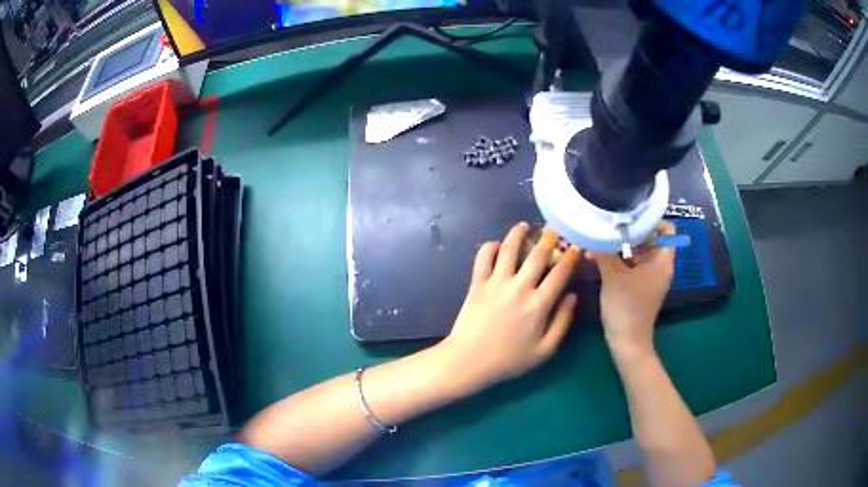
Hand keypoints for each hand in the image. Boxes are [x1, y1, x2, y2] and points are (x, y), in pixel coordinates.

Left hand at [438, 222, 580, 390]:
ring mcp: (496, 283)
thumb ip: (563, 322)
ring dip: (517, 234)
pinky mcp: (477, 284)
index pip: (560, 273)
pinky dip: (488, 247)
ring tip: (524, 226)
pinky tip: (495, 244)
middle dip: (548, 239)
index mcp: (539, 304)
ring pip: (508, 249)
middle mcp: (519, 287)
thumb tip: (572, 296)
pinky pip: (482, 258)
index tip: (576, 247)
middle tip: (554, 230)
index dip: (570, 258)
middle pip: (537, 255)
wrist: (470, 361)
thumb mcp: (545, 350)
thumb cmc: (510, 359)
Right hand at [587, 220, 675, 358]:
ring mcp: (650, 277)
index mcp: (662, 261)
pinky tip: (599, 259)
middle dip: (629, 233)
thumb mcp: (613, 276)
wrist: (627, 342)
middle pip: (650, 239)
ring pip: (638, 252)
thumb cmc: (626, 307)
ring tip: (598, 244)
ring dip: (620, 247)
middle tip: (608, 229)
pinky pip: (632, 265)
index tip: (629, 218)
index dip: (651, 220)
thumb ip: (604, 251)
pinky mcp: (640, 286)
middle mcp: (659, 266)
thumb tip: (592, 231)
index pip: (667, 229)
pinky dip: (619, 260)